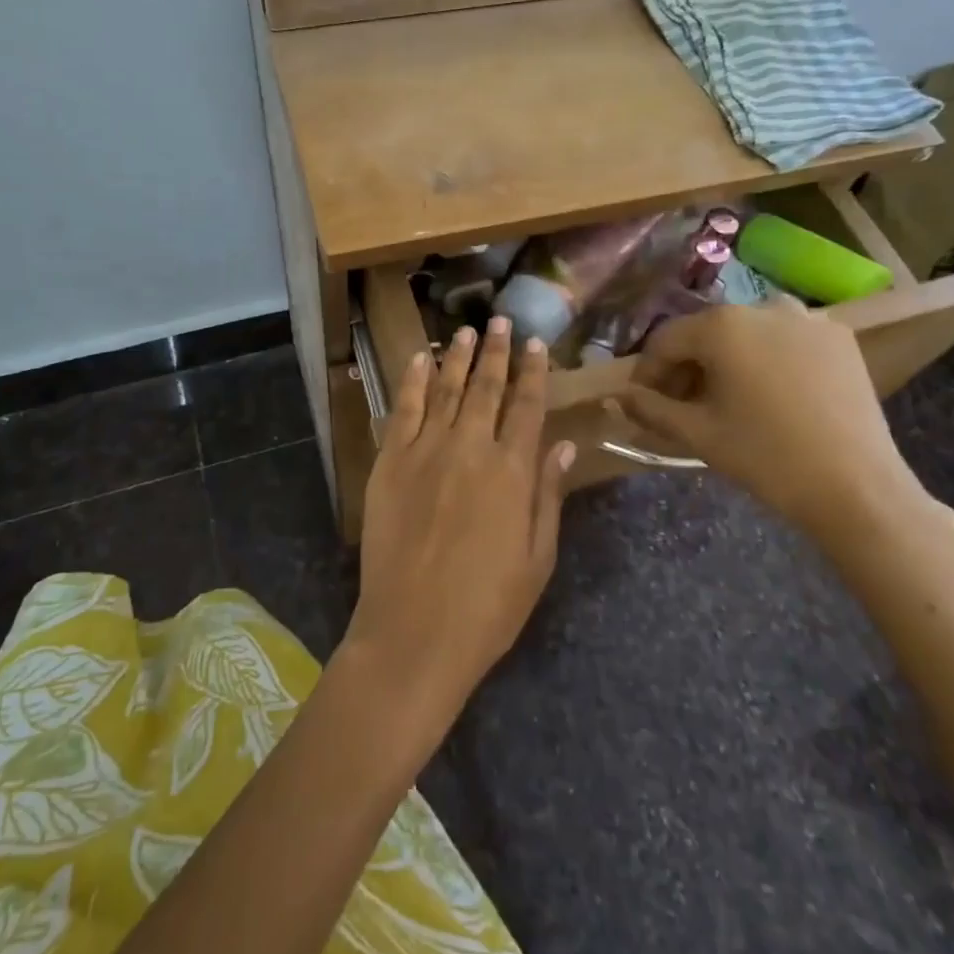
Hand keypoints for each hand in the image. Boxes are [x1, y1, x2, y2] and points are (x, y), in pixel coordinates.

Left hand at [345, 317, 573, 726]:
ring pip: (445, 390)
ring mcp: (425, 452)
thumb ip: (548, 495)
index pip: (527, 407)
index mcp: (512, 472)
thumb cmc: (488, 606)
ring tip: (467, 333)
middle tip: (501, 321)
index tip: (537, 344)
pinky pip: (402, 411)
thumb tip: (562, 445)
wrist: (414, 632)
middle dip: (497, 352)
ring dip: (458, 359)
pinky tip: (417, 360)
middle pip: (486, 389)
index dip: (534, 372)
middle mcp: (470, 448)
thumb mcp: (538, 558)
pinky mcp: (390, 463)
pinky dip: (410, 381)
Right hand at [622, 301, 946, 553]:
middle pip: (706, 333)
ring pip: (747, 333)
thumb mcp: (697, 433)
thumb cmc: (765, 457)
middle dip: (688, 366)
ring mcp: (807, 319)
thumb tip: (612, 397)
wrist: (856, 487)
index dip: (648, 372)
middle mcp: (762, 307)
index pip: (665, 340)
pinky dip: (768, 358)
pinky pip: (786, 338)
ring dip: (727, 359)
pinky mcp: (838, 337)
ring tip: (728, 399)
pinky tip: (771, 394)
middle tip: (683, 406)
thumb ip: (649, 408)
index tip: (643, 402)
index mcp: (722, 326)